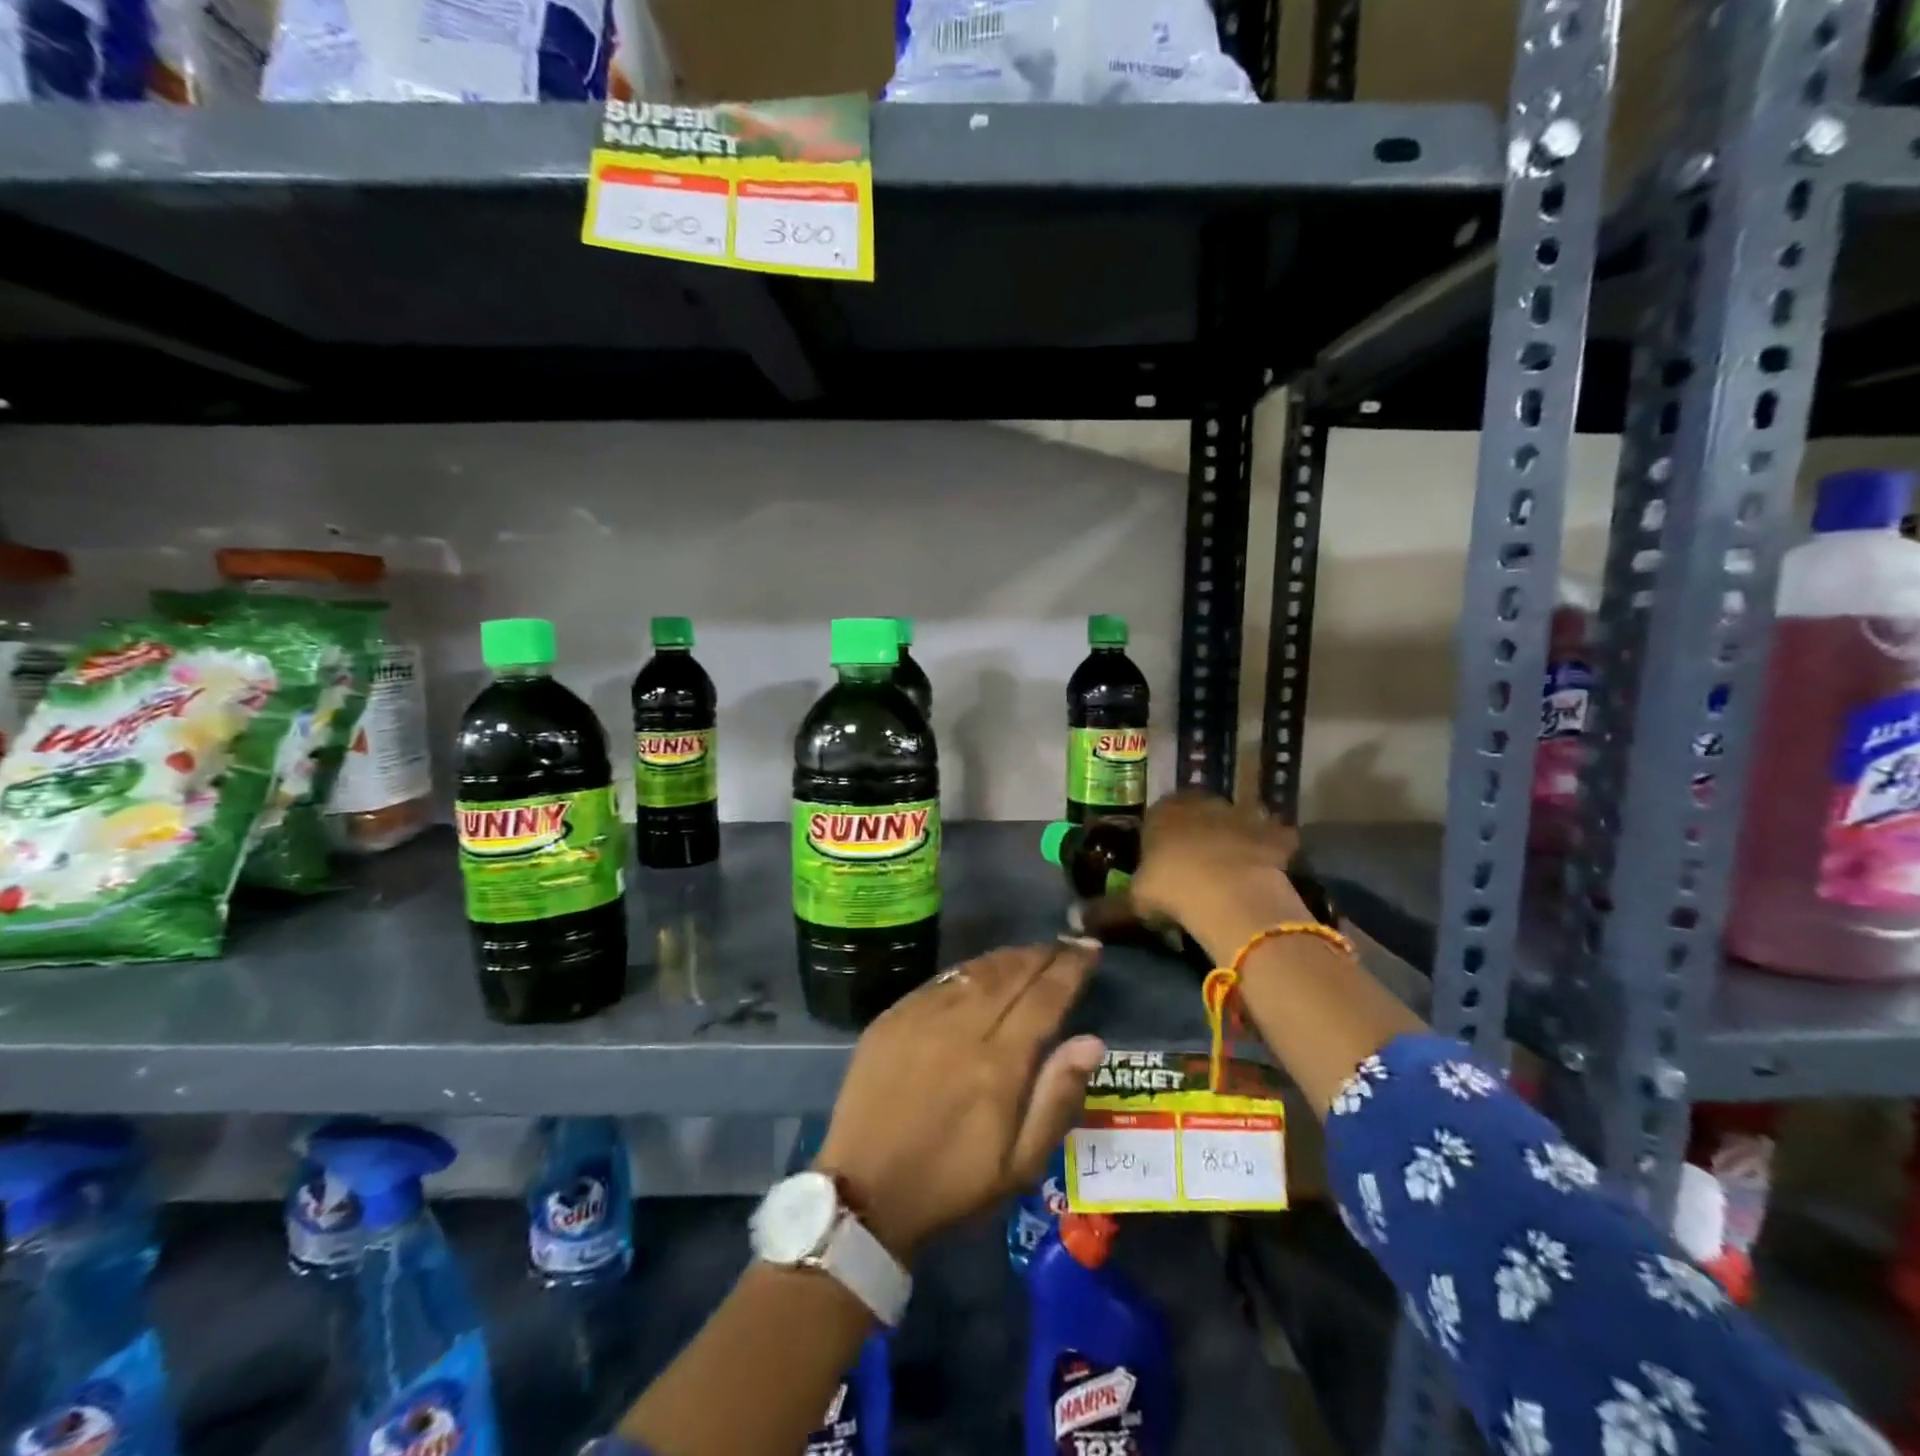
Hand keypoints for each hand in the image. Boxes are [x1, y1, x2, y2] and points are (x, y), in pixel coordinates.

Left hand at [815, 942, 1105, 1261]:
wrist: (864, 1190)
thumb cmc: (951, 1183)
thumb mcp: (1018, 1165)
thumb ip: (1056, 1098)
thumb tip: (1091, 1041)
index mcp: (998, 1064)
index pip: (1044, 998)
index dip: (1070, 969)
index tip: (1089, 949)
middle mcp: (961, 1027)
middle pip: (1010, 974)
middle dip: (1042, 955)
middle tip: (1065, 944)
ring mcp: (922, 1016)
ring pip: (975, 971)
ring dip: (1007, 957)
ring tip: (1030, 953)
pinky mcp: (893, 1017)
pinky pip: (940, 980)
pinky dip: (969, 970)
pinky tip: (979, 972)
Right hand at [1083, 792, 1312, 962]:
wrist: (1232, 895)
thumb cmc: (1173, 889)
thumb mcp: (1132, 902)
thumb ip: (1105, 909)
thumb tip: (1073, 921)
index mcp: (1162, 812)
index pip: (1156, 816)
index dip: (1158, 839)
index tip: (1160, 862)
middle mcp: (1201, 803)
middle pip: (1197, 814)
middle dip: (1197, 834)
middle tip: (1195, 867)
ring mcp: (1242, 814)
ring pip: (1235, 821)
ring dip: (1234, 838)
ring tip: (1231, 871)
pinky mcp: (1276, 833)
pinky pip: (1273, 839)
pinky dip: (1271, 852)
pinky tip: (1266, 874)